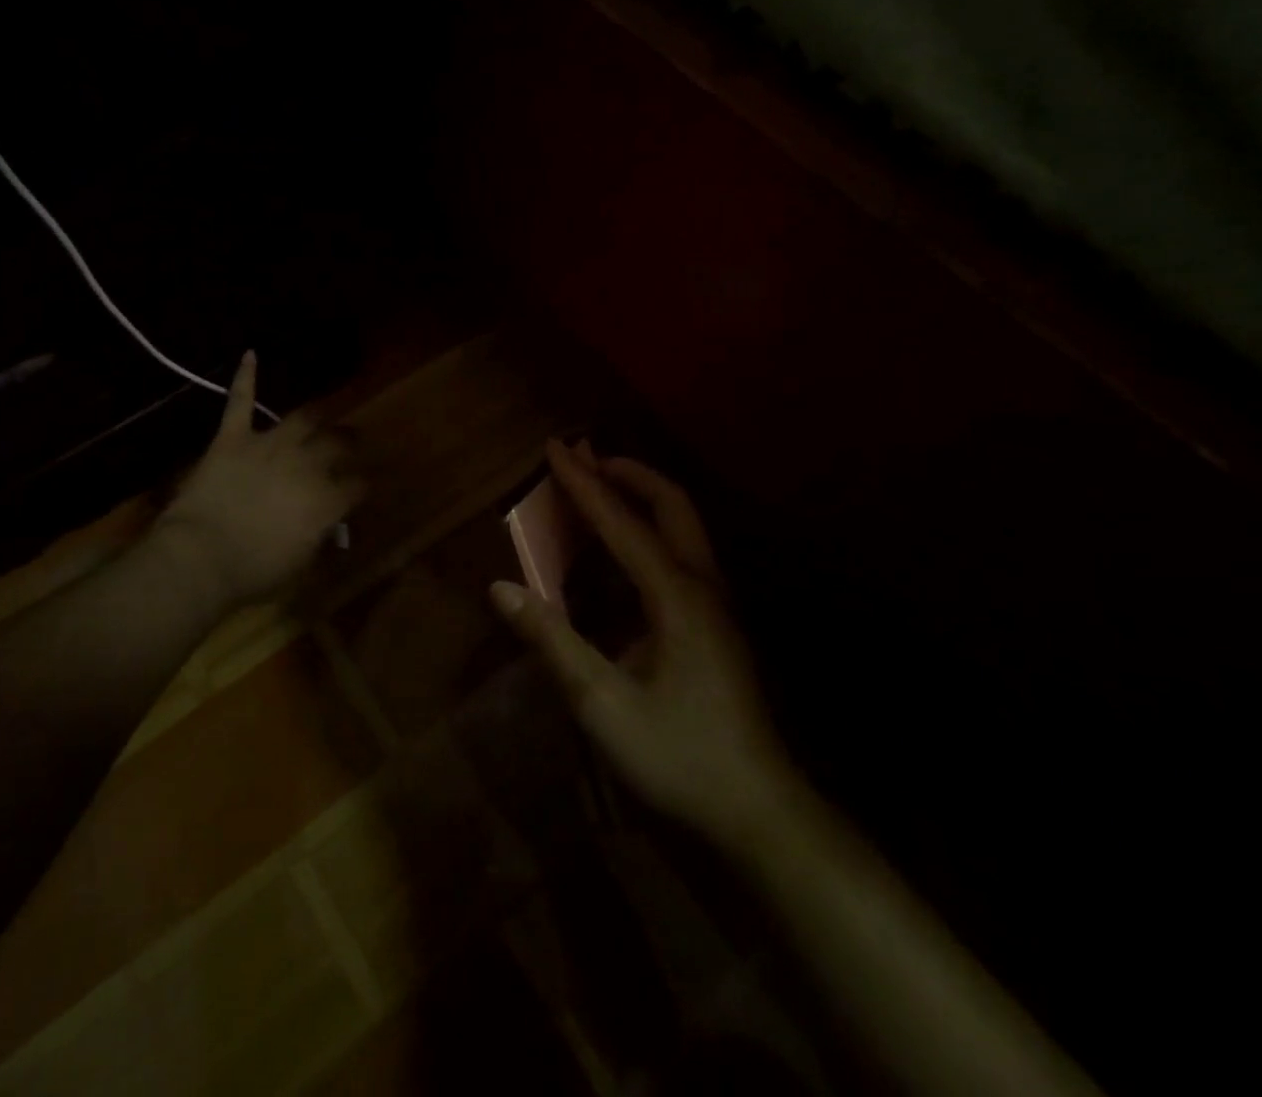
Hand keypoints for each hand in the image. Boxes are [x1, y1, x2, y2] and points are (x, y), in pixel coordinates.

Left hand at [156, 352, 360, 608]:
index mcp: (326, 499)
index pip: (357, 484)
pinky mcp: (233, 437)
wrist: (201, 557)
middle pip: (336, 444)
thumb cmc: (253, 571)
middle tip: (352, 442)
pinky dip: (246, 377)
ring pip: (301, 419)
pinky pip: (241, 401)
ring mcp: (268, 445)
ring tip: (322, 414)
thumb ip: (318, 537)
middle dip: (349, 442)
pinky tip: (250, 354)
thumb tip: (327, 525)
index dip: (362, 485)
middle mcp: (306, 464)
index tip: (363, 487)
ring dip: (315, 416)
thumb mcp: (299, 563)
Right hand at [491, 440, 793, 837]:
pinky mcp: (719, 625)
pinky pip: (683, 554)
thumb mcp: (602, 704)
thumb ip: (552, 641)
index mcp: (675, 596)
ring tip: (603, 490)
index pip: (621, 522)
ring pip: (683, 527)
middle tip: (587, 458)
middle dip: (628, 473)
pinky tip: (626, 555)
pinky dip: (651, 531)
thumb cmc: (679, 755)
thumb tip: (500, 588)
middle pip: (671, 505)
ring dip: (642, 498)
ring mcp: (718, 605)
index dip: (582, 483)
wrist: (760, 813)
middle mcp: (702, 586)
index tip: (555, 448)